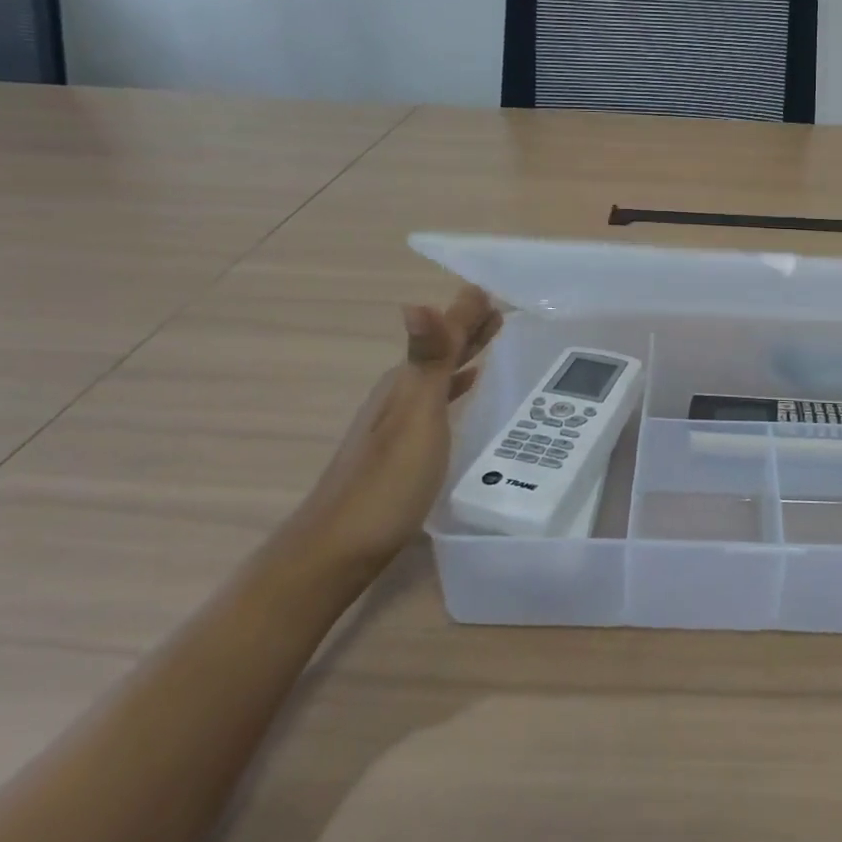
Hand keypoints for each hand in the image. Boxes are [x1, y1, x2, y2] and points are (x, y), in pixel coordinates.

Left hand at [293, 284, 500, 581]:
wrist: (339, 550)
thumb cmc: (387, 480)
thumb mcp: (415, 415)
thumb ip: (426, 361)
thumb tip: (418, 299)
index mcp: (403, 381)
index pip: (442, 334)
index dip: (467, 314)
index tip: (495, 292)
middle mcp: (398, 394)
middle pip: (438, 351)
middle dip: (468, 329)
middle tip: (502, 312)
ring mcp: (397, 423)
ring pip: (437, 375)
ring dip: (463, 355)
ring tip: (490, 343)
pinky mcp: (403, 449)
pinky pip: (437, 402)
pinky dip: (455, 387)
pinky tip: (465, 393)